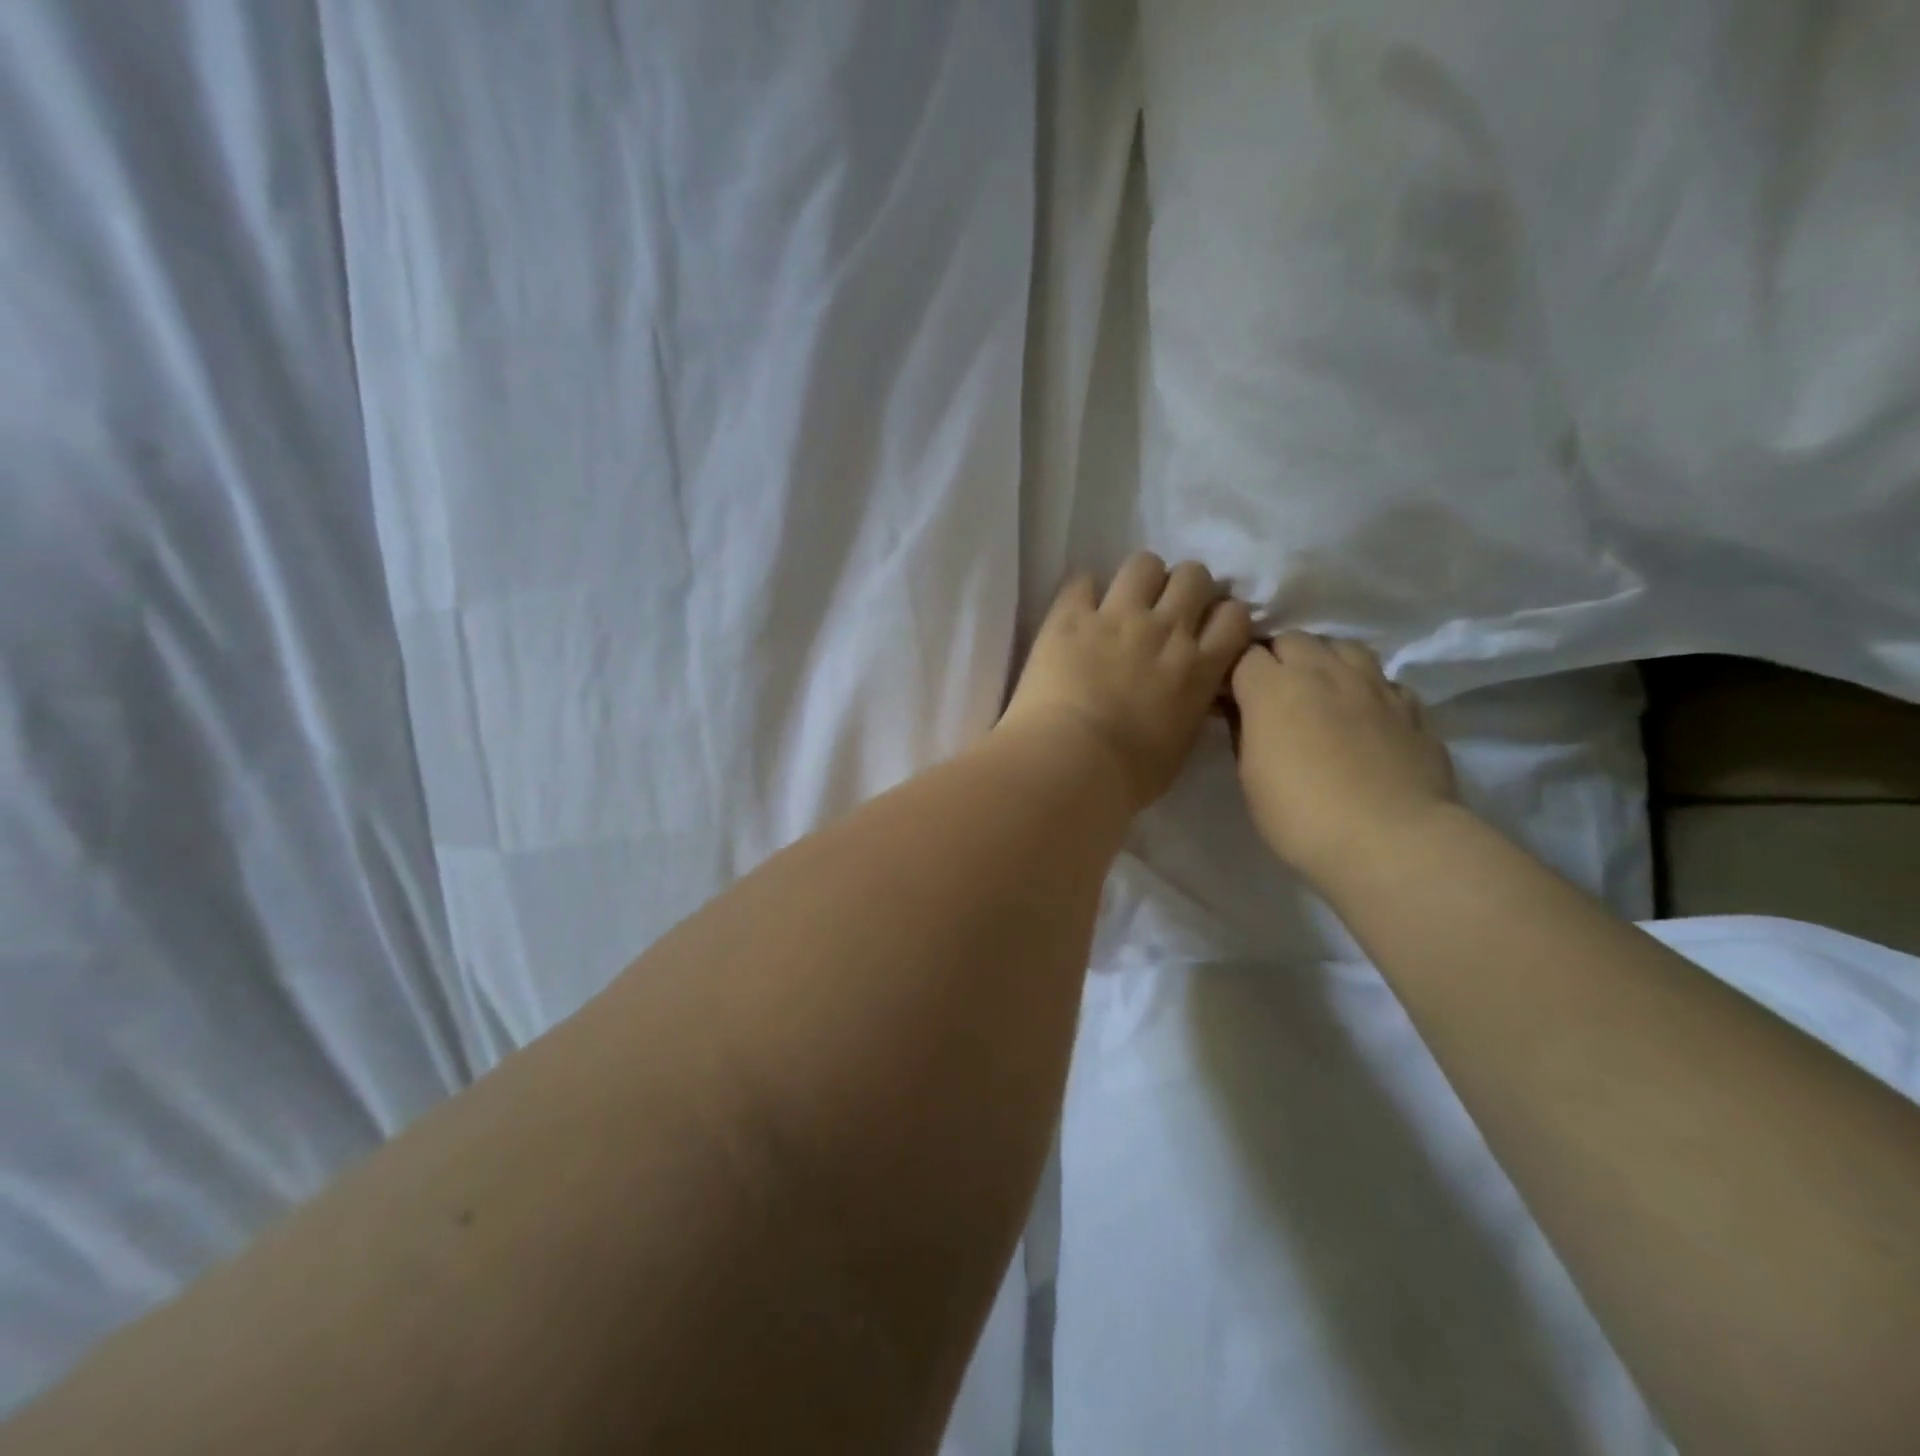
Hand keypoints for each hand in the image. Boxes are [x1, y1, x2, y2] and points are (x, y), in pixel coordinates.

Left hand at [999, 554, 1252, 810]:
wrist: (1071, 764)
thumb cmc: (1128, 775)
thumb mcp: (1180, 746)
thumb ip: (1191, 708)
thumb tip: (1189, 695)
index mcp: (1199, 668)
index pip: (1234, 615)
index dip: (1221, 615)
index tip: (1206, 628)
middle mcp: (1165, 631)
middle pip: (1194, 576)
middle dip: (1184, 587)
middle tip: (1165, 609)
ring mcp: (1117, 617)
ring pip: (1144, 564)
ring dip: (1139, 579)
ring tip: (1124, 600)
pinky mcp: (1070, 617)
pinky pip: (1081, 581)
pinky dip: (1082, 593)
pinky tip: (1077, 611)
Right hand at [1231, 633, 1458, 884]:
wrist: (1390, 841)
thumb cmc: (1300, 815)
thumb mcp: (1249, 778)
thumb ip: (1244, 732)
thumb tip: (1244, 712)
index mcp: (1274, 688)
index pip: (1244, 654)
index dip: (1234, 672)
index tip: (1229, 697)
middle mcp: (1323, 672)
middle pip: (1293, 640)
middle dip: (1277, 658)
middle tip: (1272, 692)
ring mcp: (1373, 686)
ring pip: (1343, 647)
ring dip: (1325, 661)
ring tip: (1320, 691)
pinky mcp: (1411, 708)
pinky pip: (1384, 681)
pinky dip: (1368, 690)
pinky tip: (1365, 716)